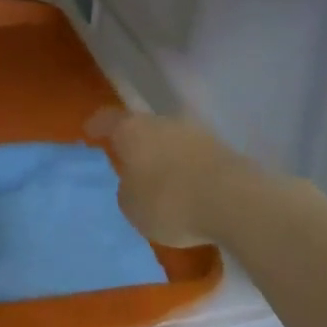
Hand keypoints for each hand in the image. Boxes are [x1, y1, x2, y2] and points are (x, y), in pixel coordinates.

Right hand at [89, 110, 252, 248]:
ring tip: (162, 179)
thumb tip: (135, 184)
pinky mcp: (224, 150)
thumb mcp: (132, 207)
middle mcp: (162, 122)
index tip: (90, 132)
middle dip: (136, 143)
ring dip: (166, 155)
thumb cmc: (170, 202)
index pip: (108, 119)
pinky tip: (190, 189)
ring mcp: (197, 133)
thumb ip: (127, 190)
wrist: (236, 203)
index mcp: (132, 130)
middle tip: (129, 162)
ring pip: (171, 140)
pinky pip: (196, 157)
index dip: (98, 126)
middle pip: (143, 127)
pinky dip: (189, 169)